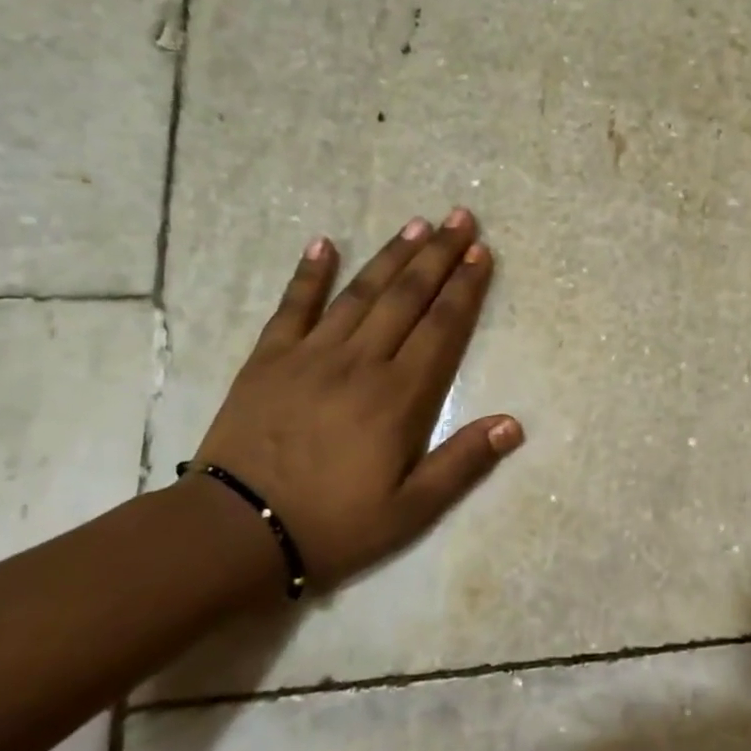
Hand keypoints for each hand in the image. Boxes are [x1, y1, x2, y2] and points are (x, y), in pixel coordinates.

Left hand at [193, 209, 521, 593]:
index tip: (481, 252)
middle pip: (406, 297)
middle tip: (459, 217)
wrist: (236, 533)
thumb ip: (463, 463)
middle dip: (438, 256)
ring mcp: (310, 355)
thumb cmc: (334, 525)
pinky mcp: (268, 359)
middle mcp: (360, 362)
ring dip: (390, 256)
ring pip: (360, 293)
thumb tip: (514, 424)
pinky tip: (322, 243)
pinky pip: (293, 306)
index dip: (465, 288)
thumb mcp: (411, 510)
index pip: (442, 328)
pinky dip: (309, 274)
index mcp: (398, 397)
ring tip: (416, 225)